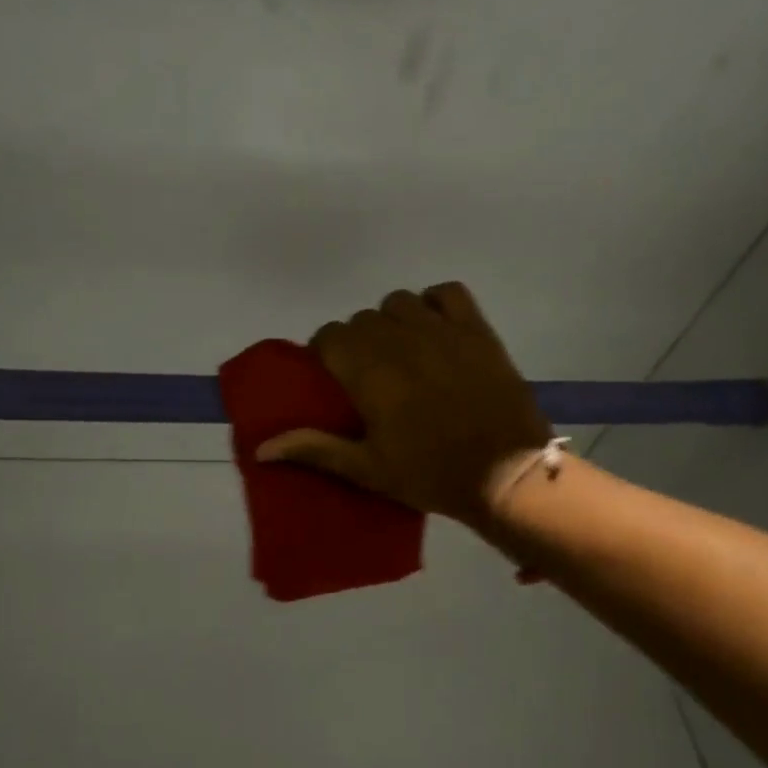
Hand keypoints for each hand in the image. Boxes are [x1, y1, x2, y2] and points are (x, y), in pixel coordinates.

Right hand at [256, 282, 554, 527]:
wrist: (507, 474)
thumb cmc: (431, 475)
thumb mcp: (367, 468)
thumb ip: (314, 449)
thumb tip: (261, 448)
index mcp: (369, 372)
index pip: (330, 337)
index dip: (326, 353)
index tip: (334, 378)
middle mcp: (400, 340)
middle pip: (361, 319)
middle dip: (357, 341)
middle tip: (368, 374)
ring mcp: (442, 331)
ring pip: (399, 302)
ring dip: (391, 321)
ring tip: (401, 351)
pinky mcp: (477, 330)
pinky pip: (448, 292)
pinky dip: (436, 302)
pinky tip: (435, 327)